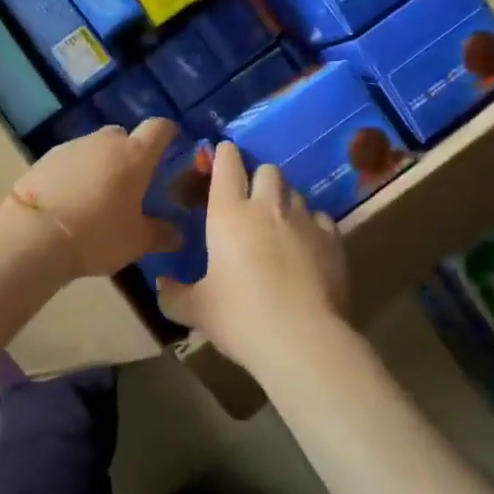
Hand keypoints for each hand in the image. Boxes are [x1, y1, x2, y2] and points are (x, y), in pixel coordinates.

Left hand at [6, 118, 181, 280]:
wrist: (34, 235)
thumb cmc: (97, 234)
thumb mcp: (137, 242)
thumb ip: (161, 234)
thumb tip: (177, 234)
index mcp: (135, 154)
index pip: (160, 128)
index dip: (168, 134)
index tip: (171, 147)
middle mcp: (105, 142)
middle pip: (124, 136)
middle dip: (130, 154)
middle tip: (131, 184)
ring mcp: (72, 147)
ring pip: (95, 148)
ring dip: (100, 164)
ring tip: (97, 197)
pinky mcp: (45, 158)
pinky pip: (70, 161)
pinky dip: (75, 174)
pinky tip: (70, 200)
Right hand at [155, 142, 348, 371]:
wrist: (302, 339)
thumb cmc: (240, 318)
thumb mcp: (196, 310)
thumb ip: (173, 294)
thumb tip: (161, 284)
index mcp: (228, 214)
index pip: (227, 165)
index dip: (224, 154)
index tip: (222, 154)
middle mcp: (266, 206)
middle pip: (267, 170)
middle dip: (258, 178)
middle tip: (250, 201)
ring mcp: (303, 219)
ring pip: (294, 192)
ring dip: (284, 201)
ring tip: (278, 225)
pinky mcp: (332, 238)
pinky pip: (319, 217)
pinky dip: (310, 224)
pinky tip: (306, 245)